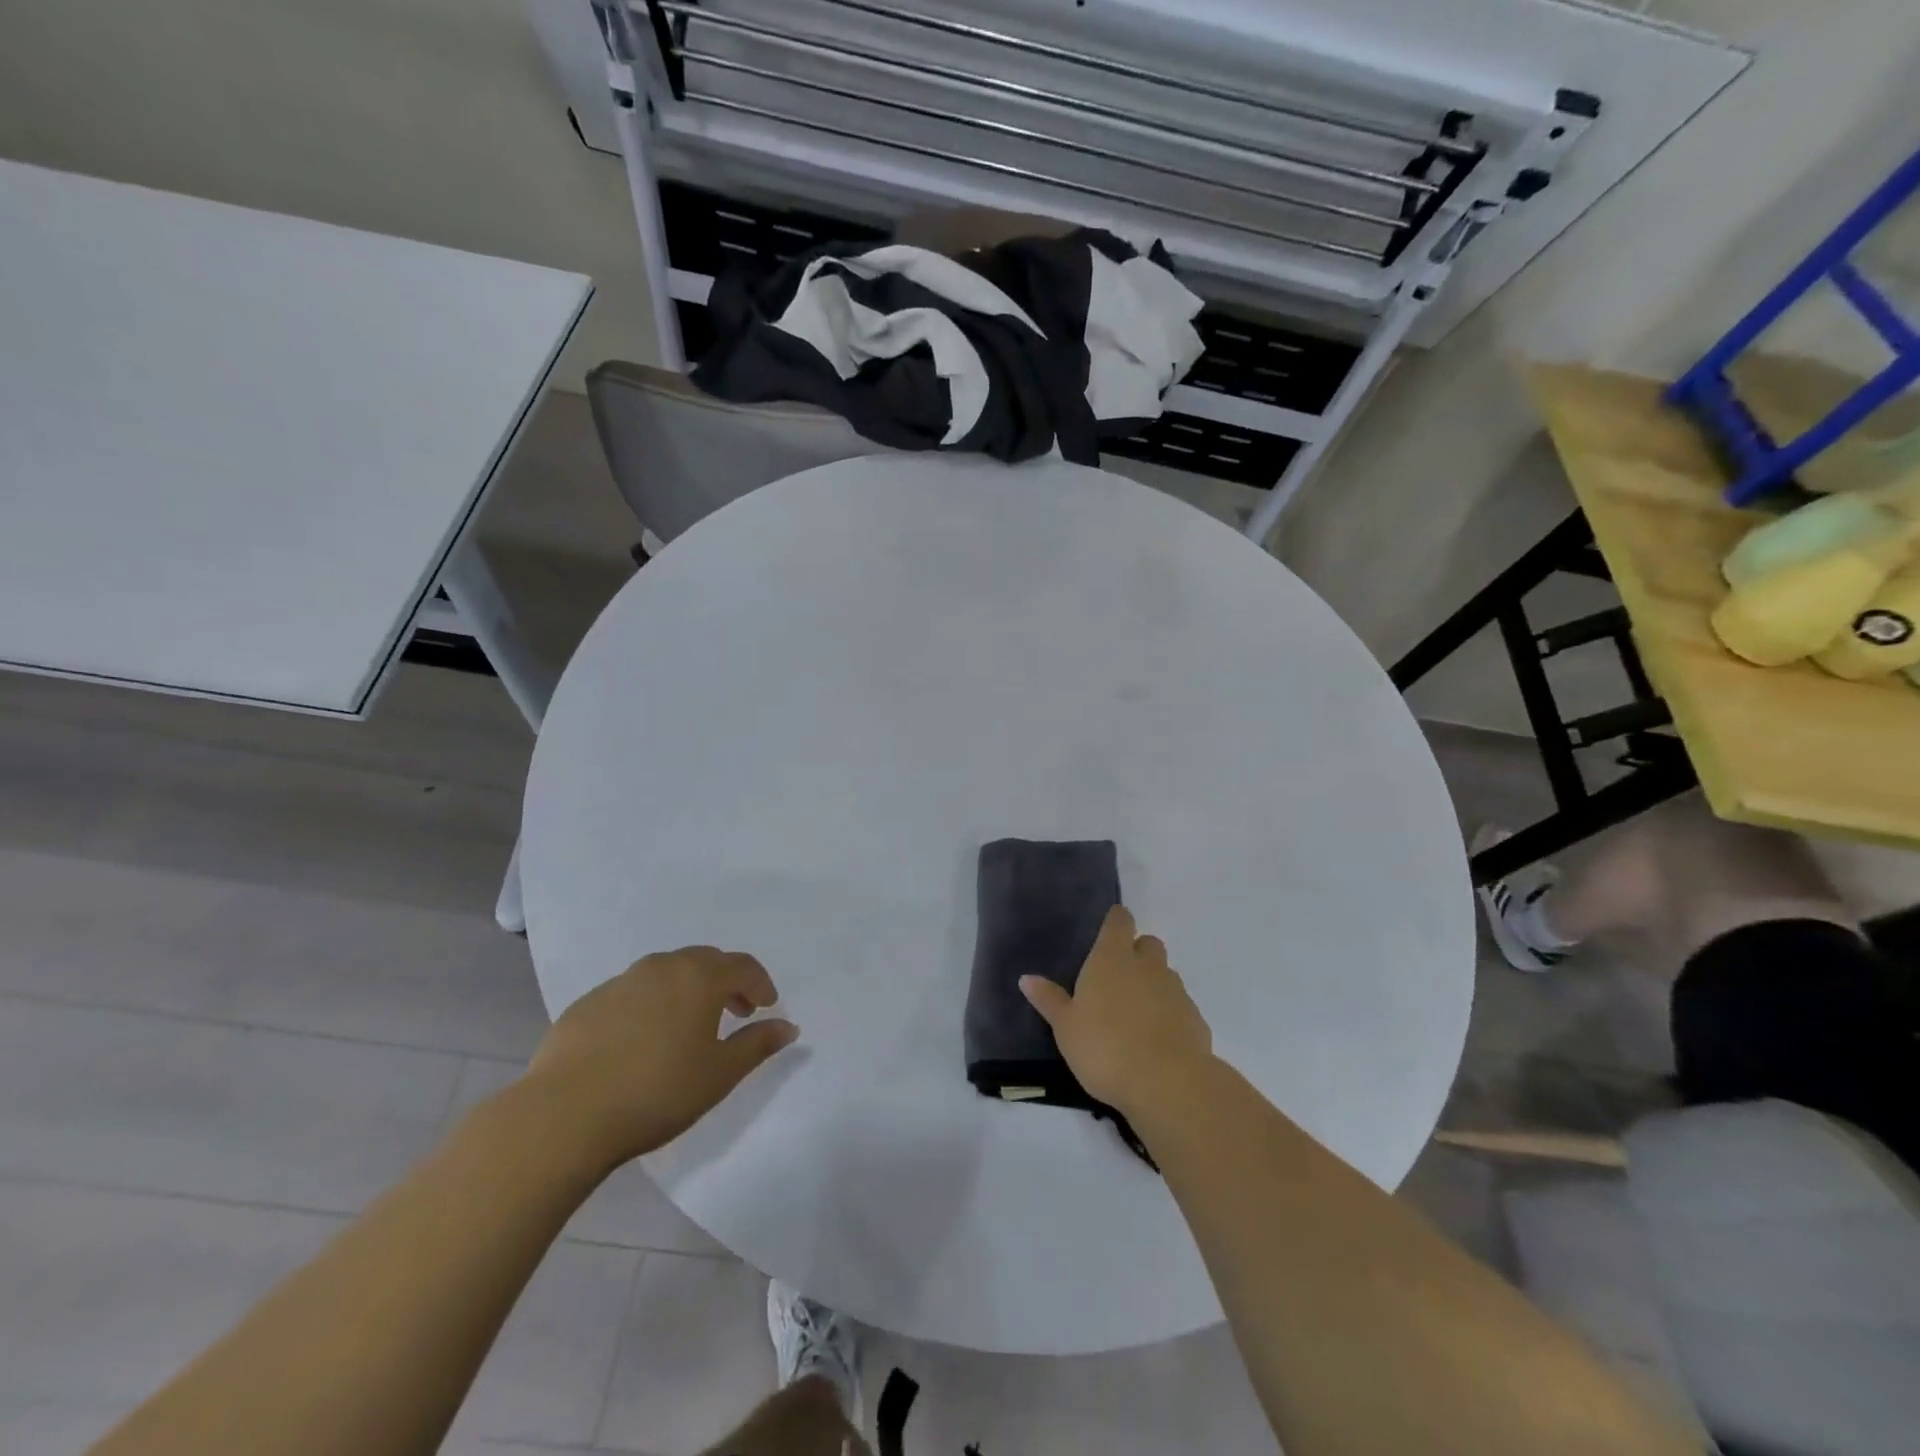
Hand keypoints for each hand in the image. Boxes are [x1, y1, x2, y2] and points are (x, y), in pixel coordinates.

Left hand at [522, 947, 797, 1170]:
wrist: (564, 1114)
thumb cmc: (658, 1091)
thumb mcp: (720, 1073)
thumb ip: (758, 1044)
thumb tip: (789, 1027)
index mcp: (699, 976)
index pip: (742, 966)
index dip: (760, 984)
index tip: (766, 1008)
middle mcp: (661, 967)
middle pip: (704, 961)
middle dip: (725, 982)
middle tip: (734, 1013)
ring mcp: (620, 982)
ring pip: (665, 974)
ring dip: (686, 991)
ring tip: (687, 1028)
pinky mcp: (586, 1004)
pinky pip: (631, 993)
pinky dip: (649, 1006)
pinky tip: (641, 1042)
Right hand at [1019, 906, 1213, 1116]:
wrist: (1167, 1083)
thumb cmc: (1105, 1047)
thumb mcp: (1066, 1027)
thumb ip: (1050, 1000)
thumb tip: (1027, 978)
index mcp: (1112, 959)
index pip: (1119, 922)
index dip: (1116, 921)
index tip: (1109, 928)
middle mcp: (1147, 966)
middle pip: (1148, 944)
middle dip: (1137, 952)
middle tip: (1118, 977)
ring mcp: (1175, 991)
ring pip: (1166, 974)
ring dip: (1153, 984)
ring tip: (1135, 1013)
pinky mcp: (1196, 1019)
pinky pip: (1180, 1006)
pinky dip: (1169, 1014)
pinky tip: (1156, 1040)